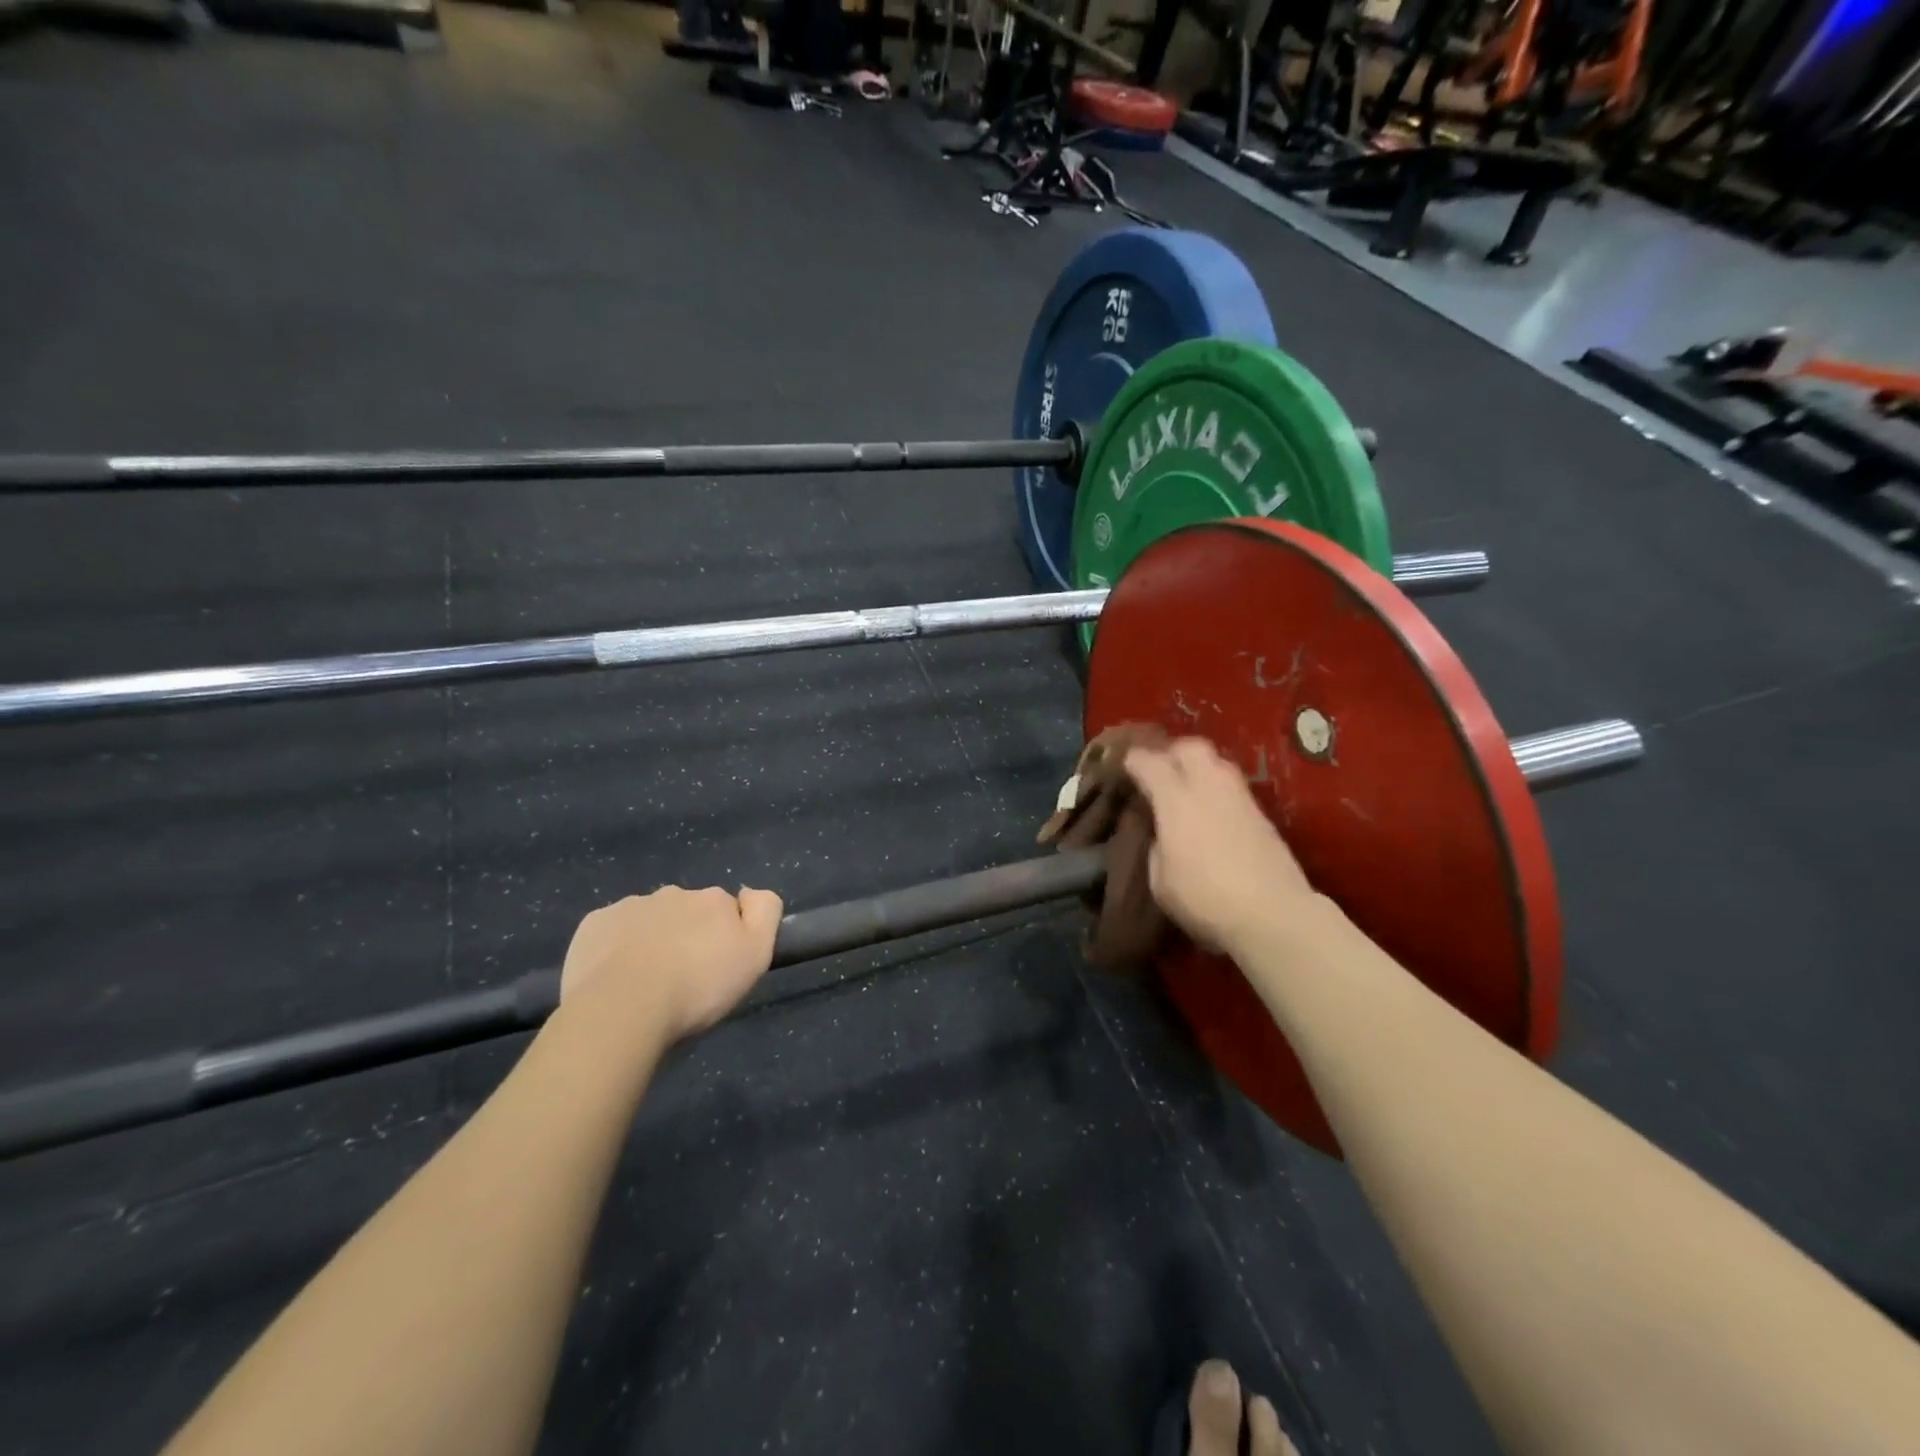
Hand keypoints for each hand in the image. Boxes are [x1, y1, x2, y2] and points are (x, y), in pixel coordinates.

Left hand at [560, 885, 783, 1044]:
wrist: (624, 1008)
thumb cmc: (697, 987)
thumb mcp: (755, 955)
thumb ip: (765, 913)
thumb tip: (749, 893)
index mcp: (712, 900)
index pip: (726, 910)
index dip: (725, 936)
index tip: (717, 966)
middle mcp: (673, 893)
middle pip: (686, 912)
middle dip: (686, 935)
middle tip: (682, 978)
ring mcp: (629, 906)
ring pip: (648, 920)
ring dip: (651, 940)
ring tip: (645, 983)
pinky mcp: (594, 924)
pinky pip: (611, 932)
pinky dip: (615, 948)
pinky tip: (614, 978)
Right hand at [1123, 738, 1315, 951]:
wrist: (1274, 915)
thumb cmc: (1205, 900)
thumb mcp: (1160, 881)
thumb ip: (1155, 847)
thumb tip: (1161, 835)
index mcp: (1176, 801)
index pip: (1149, 763)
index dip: (1133, 760)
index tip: (1124, 765)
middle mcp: (1209, 788)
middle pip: (1190, 747)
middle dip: (1172, 753)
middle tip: (1159, 771)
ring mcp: (1240, 798)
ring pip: (1217, 761)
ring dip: (1199, 767)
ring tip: (1186, 789)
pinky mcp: (1262, 814)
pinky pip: (1233, 786)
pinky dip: (1217, 789)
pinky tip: (1211, 811)